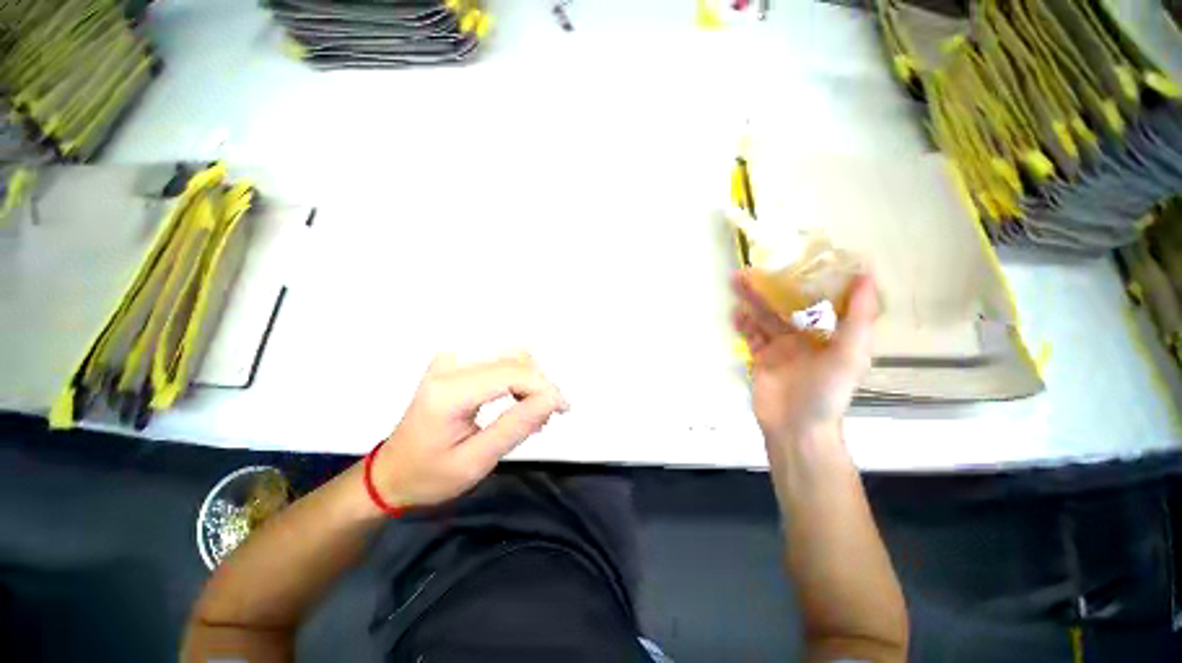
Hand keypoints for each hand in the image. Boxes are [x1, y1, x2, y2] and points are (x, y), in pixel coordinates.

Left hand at [370, 353, 568, 508]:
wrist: (393, 470)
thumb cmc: (429, 474)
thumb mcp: (476, 462)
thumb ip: (517, 426)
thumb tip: (554, 399)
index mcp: (448, 391)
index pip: (511, 372)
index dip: (544, 387)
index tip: (562, 409)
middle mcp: (449, 363)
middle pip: (515, 357)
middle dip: (539, 383)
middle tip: (545, 416)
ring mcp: (451, 357)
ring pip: (512, 353)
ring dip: (531, 379)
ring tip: (533, 411)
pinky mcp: (456, 358)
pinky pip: (502, 356)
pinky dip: (519, 375)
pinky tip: (519, 399)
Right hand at [731, 271, 877, 448]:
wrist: (796, 428)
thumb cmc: (827, 392)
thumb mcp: (850, 355)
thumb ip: (858, 318)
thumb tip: (865, 276)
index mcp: (828, 334)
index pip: (817, 300)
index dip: (807, 280)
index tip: (795, 259)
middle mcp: (803, 338)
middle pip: (782, 307)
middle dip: (767, 289)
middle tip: (749, 269)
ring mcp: (779, 349)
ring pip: (763, 319)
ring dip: (750, 302)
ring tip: (736, 282)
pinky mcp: (761, 360)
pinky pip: (751, 337)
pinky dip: (743, 325)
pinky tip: (734, 313)